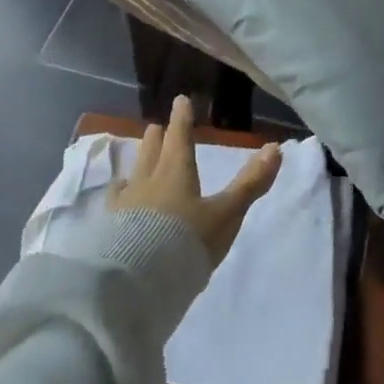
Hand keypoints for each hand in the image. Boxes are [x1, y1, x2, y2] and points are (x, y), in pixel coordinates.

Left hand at [109, 95, 282, 264]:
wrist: (135, 283)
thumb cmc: (186, 241)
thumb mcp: (226, 214)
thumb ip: (250, 183)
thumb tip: (275, 147)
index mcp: (176, 172)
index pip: (180, 138)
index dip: (182, 119)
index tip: (180, 100)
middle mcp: (147, 181)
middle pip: (152, 152)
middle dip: (157, 138)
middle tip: (156, 127)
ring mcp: (124, 205)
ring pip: (132, 174)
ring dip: (138, 162)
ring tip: (137, 161)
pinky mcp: (108, 228)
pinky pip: (114, 201)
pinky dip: (120, 194)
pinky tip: (117, 201)